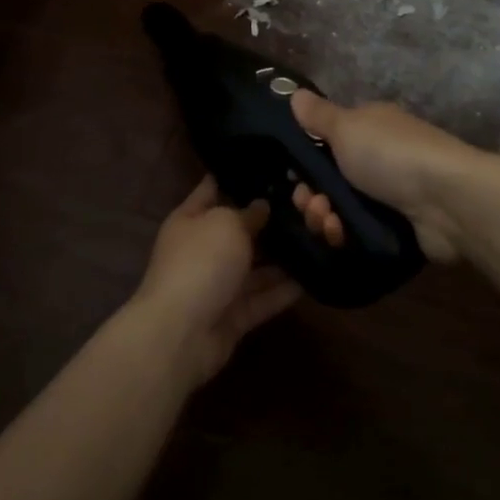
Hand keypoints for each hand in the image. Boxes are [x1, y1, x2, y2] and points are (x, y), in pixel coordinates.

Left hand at [133, 175, 300, 387]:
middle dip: (268, 221)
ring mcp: (218, 284)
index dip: (234, 177)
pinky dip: (284, 291)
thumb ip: (248, 214)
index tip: (265, 167)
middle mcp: (203, 249)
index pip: (211, 189)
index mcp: (190, 219)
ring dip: (282, 258)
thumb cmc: (201, 262)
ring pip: (254, 267)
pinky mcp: (234, 316)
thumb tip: (262, 206)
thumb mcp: (226, 224)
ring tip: (318, 240)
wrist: (182, 332)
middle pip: (238, 231)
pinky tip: (314, 277)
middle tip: (307, 206)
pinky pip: (263, 298)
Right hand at [287, 90, 474, 262]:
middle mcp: (380, 157)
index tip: (294, 176)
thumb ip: (318, 115)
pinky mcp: (398, 227)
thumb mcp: (346, 126)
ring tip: (328, 223)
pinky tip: (341, 236)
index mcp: (369, 128)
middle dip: (311, 195)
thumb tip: (294, 92)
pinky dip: (344, 235)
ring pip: (341, 209)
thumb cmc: (391, 154)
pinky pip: (359, 233)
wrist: (447, 200)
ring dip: (324, 218)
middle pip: (330, 180)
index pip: (327, 142)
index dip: (305, 160)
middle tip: (311, 204)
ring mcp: (390, 194)